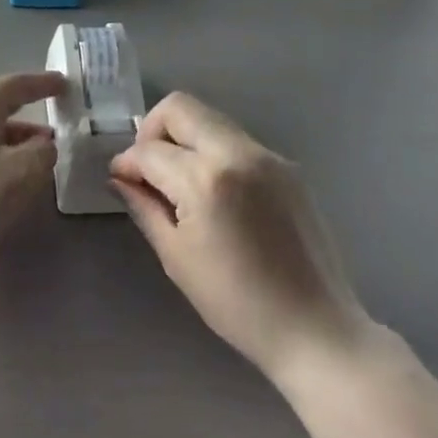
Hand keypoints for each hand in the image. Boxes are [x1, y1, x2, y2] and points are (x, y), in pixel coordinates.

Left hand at [0, 73, 57, 305]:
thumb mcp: (25, 174)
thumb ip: (43, 150)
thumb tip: (42, 144)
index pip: (14, 84)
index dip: (42, 83)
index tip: (65, 84)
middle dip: (21, 100)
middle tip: (47, 105)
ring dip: (10, 129)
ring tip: (37, 148)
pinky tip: (7, 170)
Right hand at [110, 93, 378, 387]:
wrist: (316, 330)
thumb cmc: (237, 305)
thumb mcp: (177, 258)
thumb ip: (145, 207)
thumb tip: (120, 177)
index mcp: (205, 179)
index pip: (150, 149)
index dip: (127, 162)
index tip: (121, 178)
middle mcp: (236, 152)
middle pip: (179, 107)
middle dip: (153, 130)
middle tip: (149, 168)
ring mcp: (266, 154)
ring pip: (209, 118)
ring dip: (185, 138)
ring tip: (181, 181)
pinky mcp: (286, 164)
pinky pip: (237, 140)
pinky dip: (214, 151)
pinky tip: (217, 192)